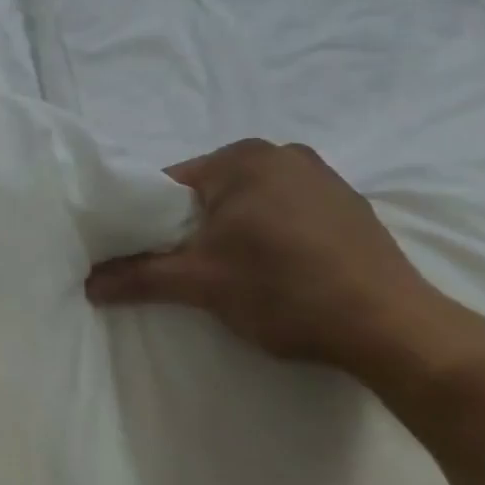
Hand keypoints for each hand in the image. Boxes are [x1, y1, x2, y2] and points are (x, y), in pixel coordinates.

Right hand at [87, 138, 455, 374]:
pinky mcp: (352, 208)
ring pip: (251, 203)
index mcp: (242, 158)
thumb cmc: (285, 290)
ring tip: (238, 276)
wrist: (397, 331)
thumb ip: (139, 276)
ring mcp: (324, 178)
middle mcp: (282, 153)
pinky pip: (290, 214)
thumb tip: (87, 284)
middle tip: (194, 270)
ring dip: (236, 232)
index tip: (152, 255)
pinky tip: (283, 273)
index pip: (172, 183)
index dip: (153, 220)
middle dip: (196, 227)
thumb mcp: (200, 283)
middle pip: (212, 191)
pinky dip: (275, 236)